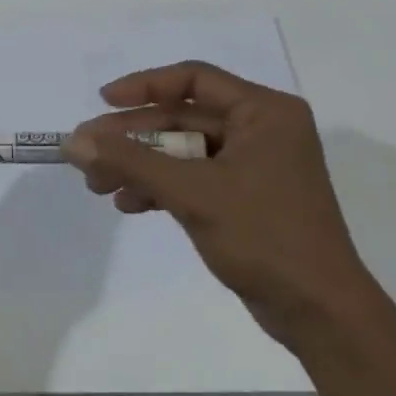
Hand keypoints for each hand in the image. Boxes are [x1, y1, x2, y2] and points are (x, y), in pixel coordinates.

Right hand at [66, 61, 381, 350]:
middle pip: (183, 118)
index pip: (194, 80)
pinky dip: (162, 187)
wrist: (321, 315)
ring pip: (184, 151)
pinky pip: (194, 177)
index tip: (104, 102)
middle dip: (134, 138)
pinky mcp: (247, 197)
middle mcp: (262, 129)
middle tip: (88, 153)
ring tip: (98, 186)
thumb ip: (131, 161)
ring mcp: (255, 165)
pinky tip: (129, 203)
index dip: (144, 86)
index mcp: (264, 112)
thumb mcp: (192, 192)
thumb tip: (74, 142)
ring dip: (141, 165)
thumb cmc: (264, 237)